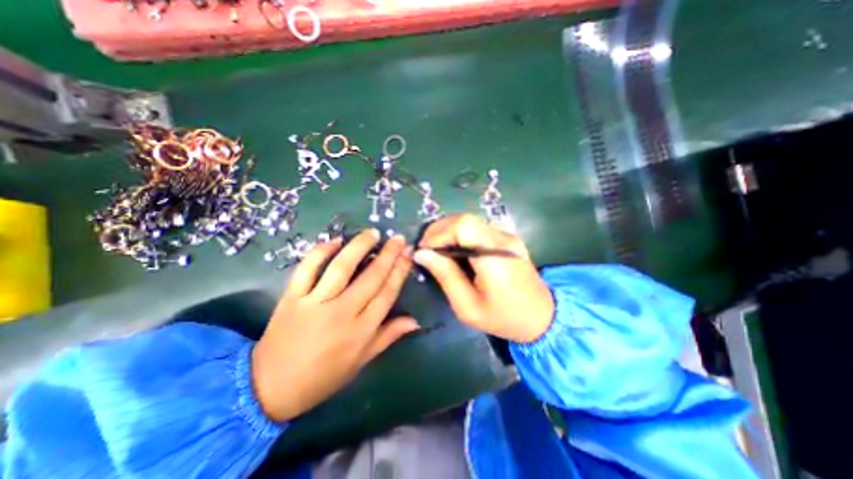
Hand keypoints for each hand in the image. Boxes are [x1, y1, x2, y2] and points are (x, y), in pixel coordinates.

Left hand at [250, 231, 416, 420]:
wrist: (270, 387)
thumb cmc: (323, 376)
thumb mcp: (361, 361)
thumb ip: (388, 336)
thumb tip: (415, 320)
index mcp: (361, 330)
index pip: (387, 293)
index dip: (400, 271)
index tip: (408, 253)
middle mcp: (342, 313)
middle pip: (371, 276)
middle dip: (388, 254)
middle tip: (398, 238)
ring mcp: (315, 303)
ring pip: (342, 267)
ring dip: (359, 247)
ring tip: (373, 233)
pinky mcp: (292, 297)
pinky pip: (307, 269)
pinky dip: (320, 252)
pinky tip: (334, 241)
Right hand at [417, 213, 557, 344]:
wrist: (542, 317)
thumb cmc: (503, 317)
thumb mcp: (467, 305)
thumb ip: (445, 275)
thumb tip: (421, 253)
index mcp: (494, 255)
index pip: (462, 226)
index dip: (438, 233)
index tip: (423, 249)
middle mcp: (502, 238)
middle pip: (464, 219)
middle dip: (439, 230)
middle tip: (426, 249)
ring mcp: (507, 235)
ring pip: (470, 220)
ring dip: (448, 231)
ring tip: (436, 249)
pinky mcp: (507, 238)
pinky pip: (477, 228)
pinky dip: (459, 234)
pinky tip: (453, 248)